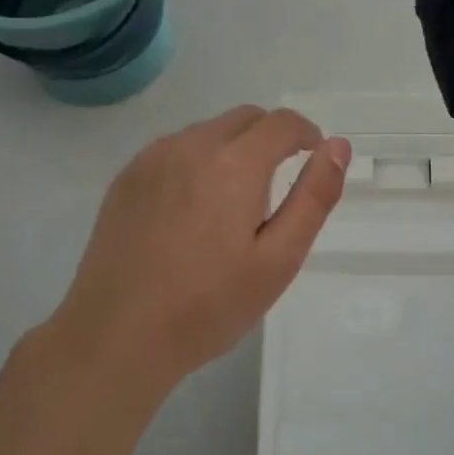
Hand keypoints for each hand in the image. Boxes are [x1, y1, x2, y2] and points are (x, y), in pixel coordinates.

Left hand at [56, 105, 350, 393]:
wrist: (116, 336)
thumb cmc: (208, 305)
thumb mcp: (279, 260)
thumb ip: (314, 196)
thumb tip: (337, 146)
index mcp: (234, 163)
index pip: (282, 122)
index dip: (306, 134)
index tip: (312, 160)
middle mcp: (191, 145)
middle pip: (245, 118)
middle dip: (271, 138)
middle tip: (274, 190)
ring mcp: (153, 158)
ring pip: (209, 132)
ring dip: (232, 150)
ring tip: (231, 206)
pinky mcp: (127, 176)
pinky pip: (176, 149)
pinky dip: (197, 162)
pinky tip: (191, 212)